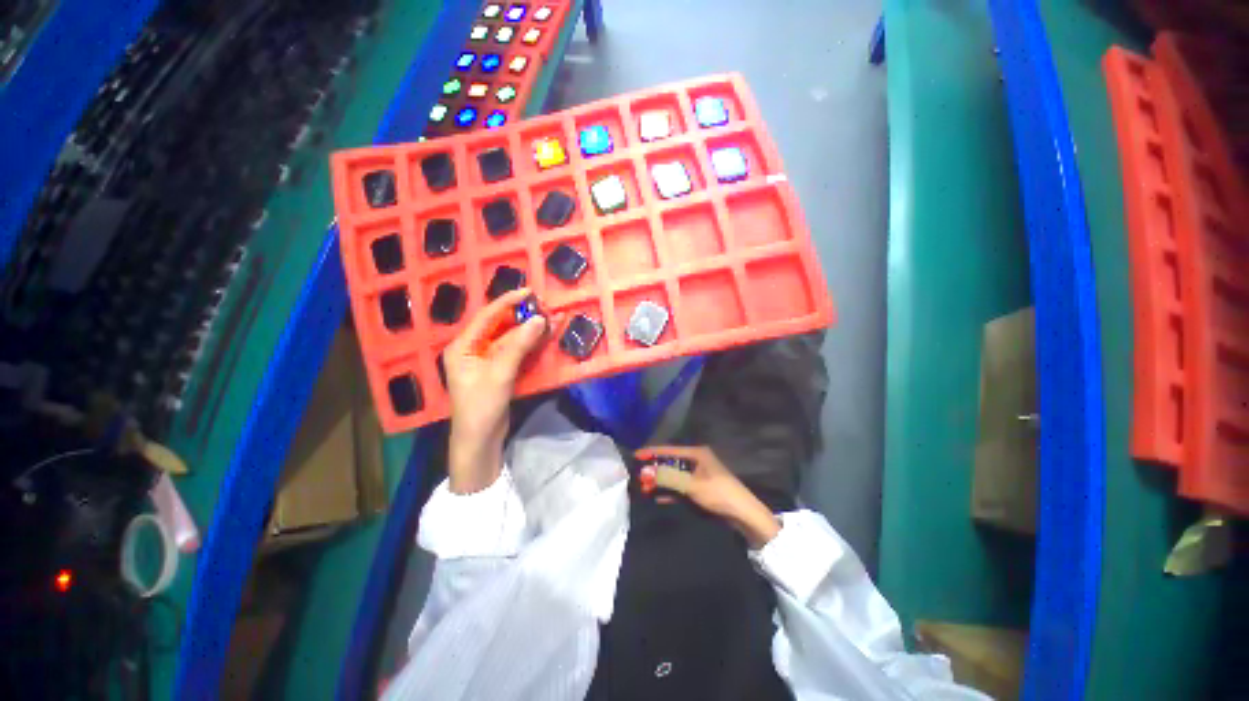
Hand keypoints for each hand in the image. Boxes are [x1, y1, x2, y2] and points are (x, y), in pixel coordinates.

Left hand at [444, 288, 548, 492]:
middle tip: (546, 307)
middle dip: (523, 316)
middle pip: (500, 326)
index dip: (508, 302)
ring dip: (530, 330)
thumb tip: (539, 320)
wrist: (480, 441)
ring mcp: (487, 360)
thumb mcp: (500, 374)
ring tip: (552, 319)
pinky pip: (516, 352)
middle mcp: (473, 349)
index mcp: (463, 346)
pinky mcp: (500, 371)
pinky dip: (531, 345)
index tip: (529, 291)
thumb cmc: (481, 407)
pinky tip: (546, 338)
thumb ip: (519, 346)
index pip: (487, 316)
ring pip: (511, 338)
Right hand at [635, 446, 780, 547]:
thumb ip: (668, 477)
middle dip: (655, 469)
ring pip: (675, 475)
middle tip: (638, 475)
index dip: (652, 452)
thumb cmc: (719, 493)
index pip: (669, 450)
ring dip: (661, 482)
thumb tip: (644, 471)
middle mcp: (697, 461)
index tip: (635, 455)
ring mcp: (699, 475)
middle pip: (671, 462)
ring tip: (644, 487)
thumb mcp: (692, 485)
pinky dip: (670, 491)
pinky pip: (680, 487)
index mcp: (697, 453)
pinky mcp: (700, 488)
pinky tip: (658, 497)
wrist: (744, 515)